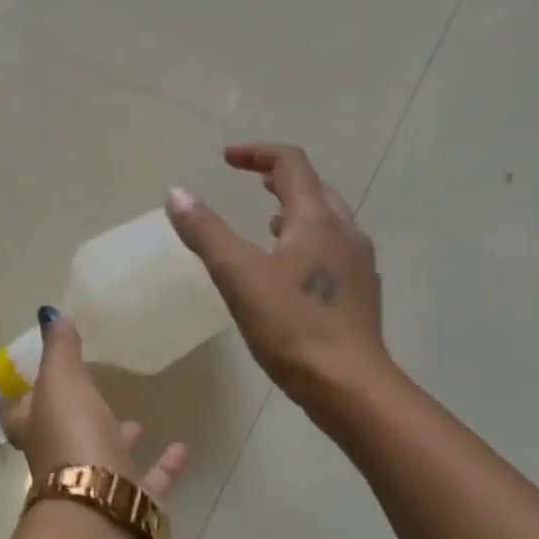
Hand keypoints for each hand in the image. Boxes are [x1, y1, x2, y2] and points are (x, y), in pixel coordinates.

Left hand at [1, 312, 189, 499]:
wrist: (101, 507)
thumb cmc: (72, 436)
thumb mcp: (62, 381)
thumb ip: (60, 349)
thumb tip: (50, 315)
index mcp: (37, 431)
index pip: (19, 415)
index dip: (24, 399)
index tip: (36, 381)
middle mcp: (61, 460)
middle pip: (63, 437)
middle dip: (78, 417)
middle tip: (94, 395)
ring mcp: (95, 485)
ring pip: (106, 459)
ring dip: (120, 440)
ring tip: (138, 422)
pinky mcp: (128, 502)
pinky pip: (148, 481)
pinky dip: (165, 465)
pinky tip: (181, 448)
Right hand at [166, 142, 389, 419]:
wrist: (349, 385)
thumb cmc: (292, 326)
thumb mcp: (238, 275)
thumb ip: (207, 232)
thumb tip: (177, 193)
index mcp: (318, 219)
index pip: (291, 164)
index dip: (257, 153)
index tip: (227, 158)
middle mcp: (345, 232)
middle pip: (315, 188)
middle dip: (280, 179)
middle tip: (251, 183)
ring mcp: (359, 265)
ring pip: (328, 222)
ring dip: (297, 212)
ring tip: (269, 222)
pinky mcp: (361, 295)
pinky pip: (334, 252)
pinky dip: (309, 244)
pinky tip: (292, 272)